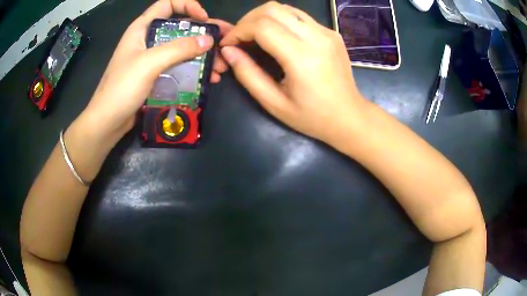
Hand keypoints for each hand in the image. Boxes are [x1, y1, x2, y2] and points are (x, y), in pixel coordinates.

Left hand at [81, 0, 231, 143]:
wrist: (107, 122)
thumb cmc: (122, 88)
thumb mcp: (150, 63)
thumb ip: (179, 49)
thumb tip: (209, 40)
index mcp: (142, 28)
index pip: (168, 4)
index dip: (187, 6)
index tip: (204, 19)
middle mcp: (147, 39)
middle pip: (179, 28)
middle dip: (203, 34)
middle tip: (224, 43)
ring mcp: (151, 59)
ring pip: (181, 48)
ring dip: (202, 55)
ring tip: (220, 66)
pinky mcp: (154, 75)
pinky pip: (177, 66)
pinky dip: (193, 69)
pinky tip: (208, 78)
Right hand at [220, 2, 366, 144]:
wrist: (350, 116)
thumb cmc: (313, 117)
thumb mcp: (274, 103)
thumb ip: (248, 74)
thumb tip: (228, 51)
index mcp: (302, 57)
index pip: (262, 26)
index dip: (238, 31)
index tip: (228, 44)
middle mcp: (316, 37)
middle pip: (272, 9)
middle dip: (247, 20)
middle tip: (239, 38)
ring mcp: (327, 32)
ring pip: (286, 8)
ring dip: (263, 17)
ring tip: (254, 36)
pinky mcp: (331, 32)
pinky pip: (299, 16)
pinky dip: (280, 20)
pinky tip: (276, 37)